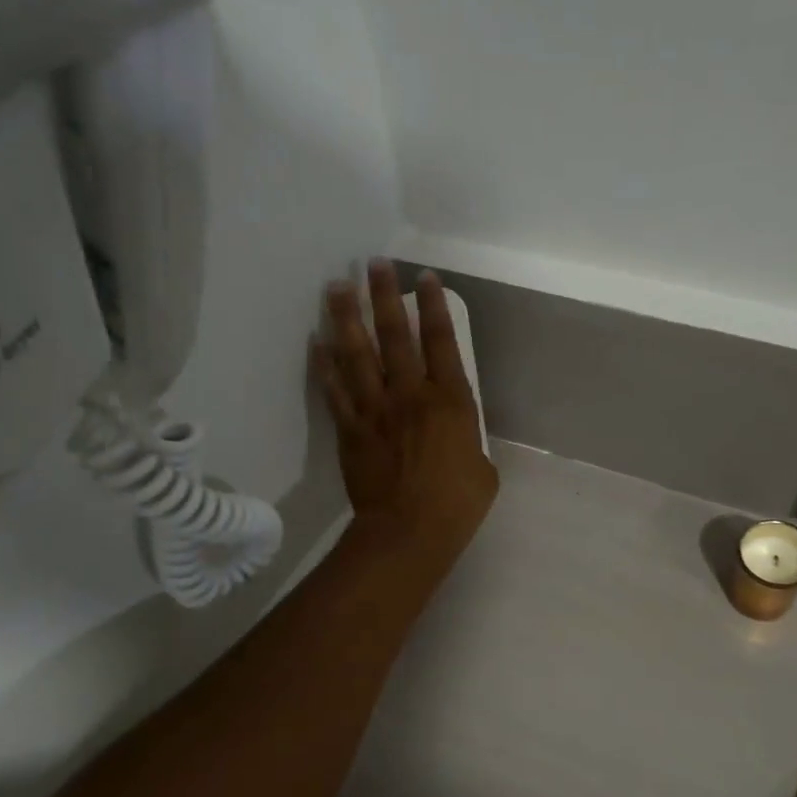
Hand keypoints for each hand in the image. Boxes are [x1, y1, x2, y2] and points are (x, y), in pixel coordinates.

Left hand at [315, 260, 497, 563]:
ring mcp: (376, 409)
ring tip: (336, 287)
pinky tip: (315, 342)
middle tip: (373, 264)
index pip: (440, 341)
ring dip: (346, 318)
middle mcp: (410, 394)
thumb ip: (467, 440)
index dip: (432, 306)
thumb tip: (456, 435)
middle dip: (384, 296)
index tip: (423, 277)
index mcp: (450, 400)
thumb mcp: (482, 468)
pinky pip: (335, 390)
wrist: (407, 532)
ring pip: (357, 354)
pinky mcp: (351, 429)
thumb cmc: (456, 504)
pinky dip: (324, 365)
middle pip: (394, 336)